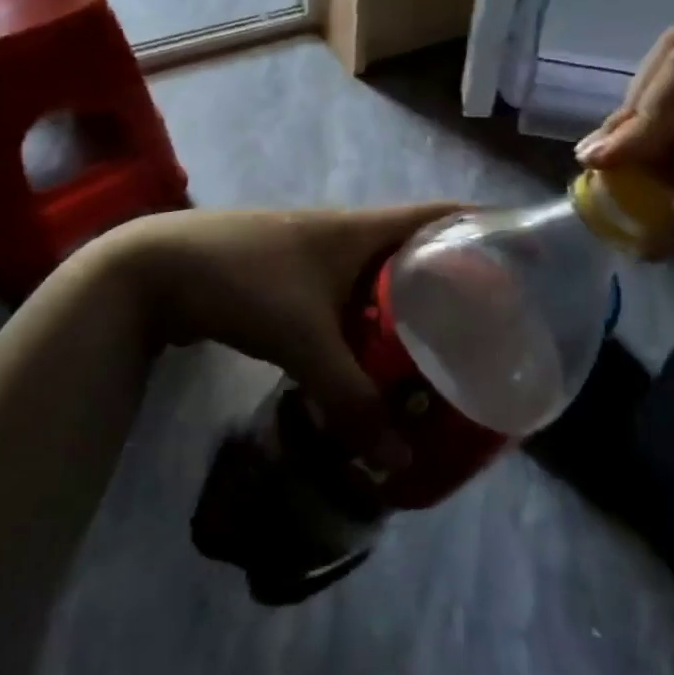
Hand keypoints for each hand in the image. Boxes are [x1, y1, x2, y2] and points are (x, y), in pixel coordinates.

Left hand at [103, 204, 458, 464]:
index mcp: (361, 228)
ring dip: (408, 300)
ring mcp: (315, 252)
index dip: (482, 225)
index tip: (519, 254)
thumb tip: (397, 460)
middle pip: (415, 246)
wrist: (154, 269)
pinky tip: (376, 351)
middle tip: (488, 319)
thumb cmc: (241, 282)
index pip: (440, 214)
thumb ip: (349, 399)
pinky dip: (370, 316)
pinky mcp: (290, 276)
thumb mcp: (302, 340)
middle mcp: (346, 232)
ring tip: (444, 340)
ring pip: (379, 273)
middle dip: (453, 276)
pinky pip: (348, 292)